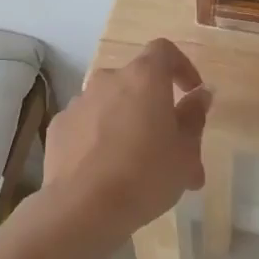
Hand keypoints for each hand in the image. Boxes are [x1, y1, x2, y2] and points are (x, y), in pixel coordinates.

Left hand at [45, 39, 210, 235]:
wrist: (83, 207)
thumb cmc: (145, 175)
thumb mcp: (185, 152)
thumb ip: (194, 117)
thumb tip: (200, 95)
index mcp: (144, 78)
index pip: (164, 51)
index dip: (181, 66)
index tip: (191, 93)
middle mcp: (108, 80)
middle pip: (136, 82)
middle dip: (154, 106)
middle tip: (169, 144)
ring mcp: (79, 102)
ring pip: (111, 104)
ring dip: (127, 123)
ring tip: (138, 166)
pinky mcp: (59, 126)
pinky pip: (87, 124)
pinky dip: (99, 137)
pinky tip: (106, 170)